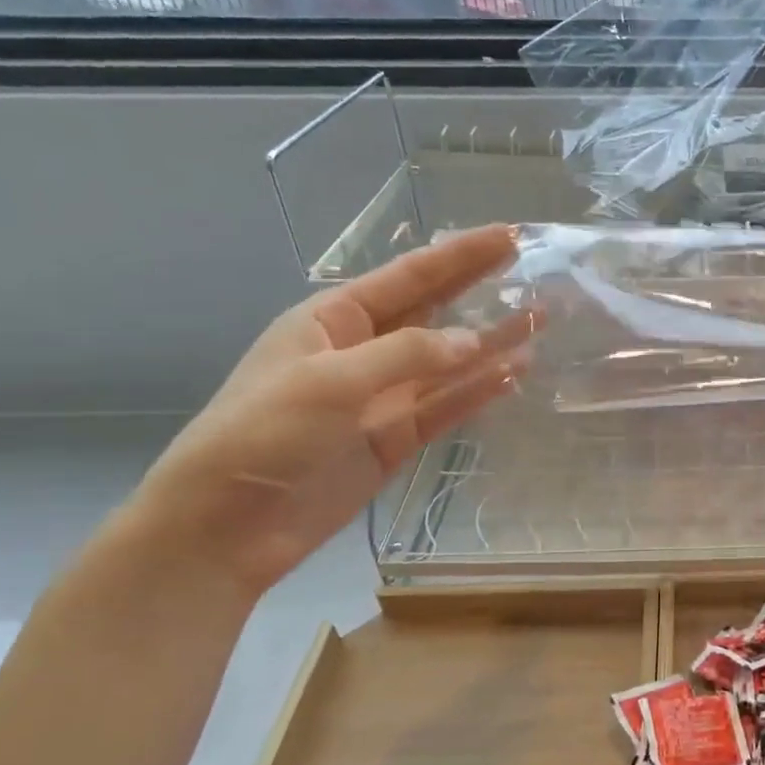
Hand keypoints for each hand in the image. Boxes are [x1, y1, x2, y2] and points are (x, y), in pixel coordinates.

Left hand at [131, 223, 532, 596]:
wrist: (225, 528)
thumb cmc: (262, 435)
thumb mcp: (329, 381)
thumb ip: (407, 355)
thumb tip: (475, 343)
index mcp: (333, 320)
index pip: (410, 277)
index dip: (461, 256)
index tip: (510, 237)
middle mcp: (363, 351)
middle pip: (434, 312)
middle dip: (481, 290)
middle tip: (534, 270)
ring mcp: (382, 397)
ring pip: (449, 363)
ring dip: (492, 343)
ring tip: (540, 322)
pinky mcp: (396, 439)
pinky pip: (446, 407)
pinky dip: (479, 392)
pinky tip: (514, 375)